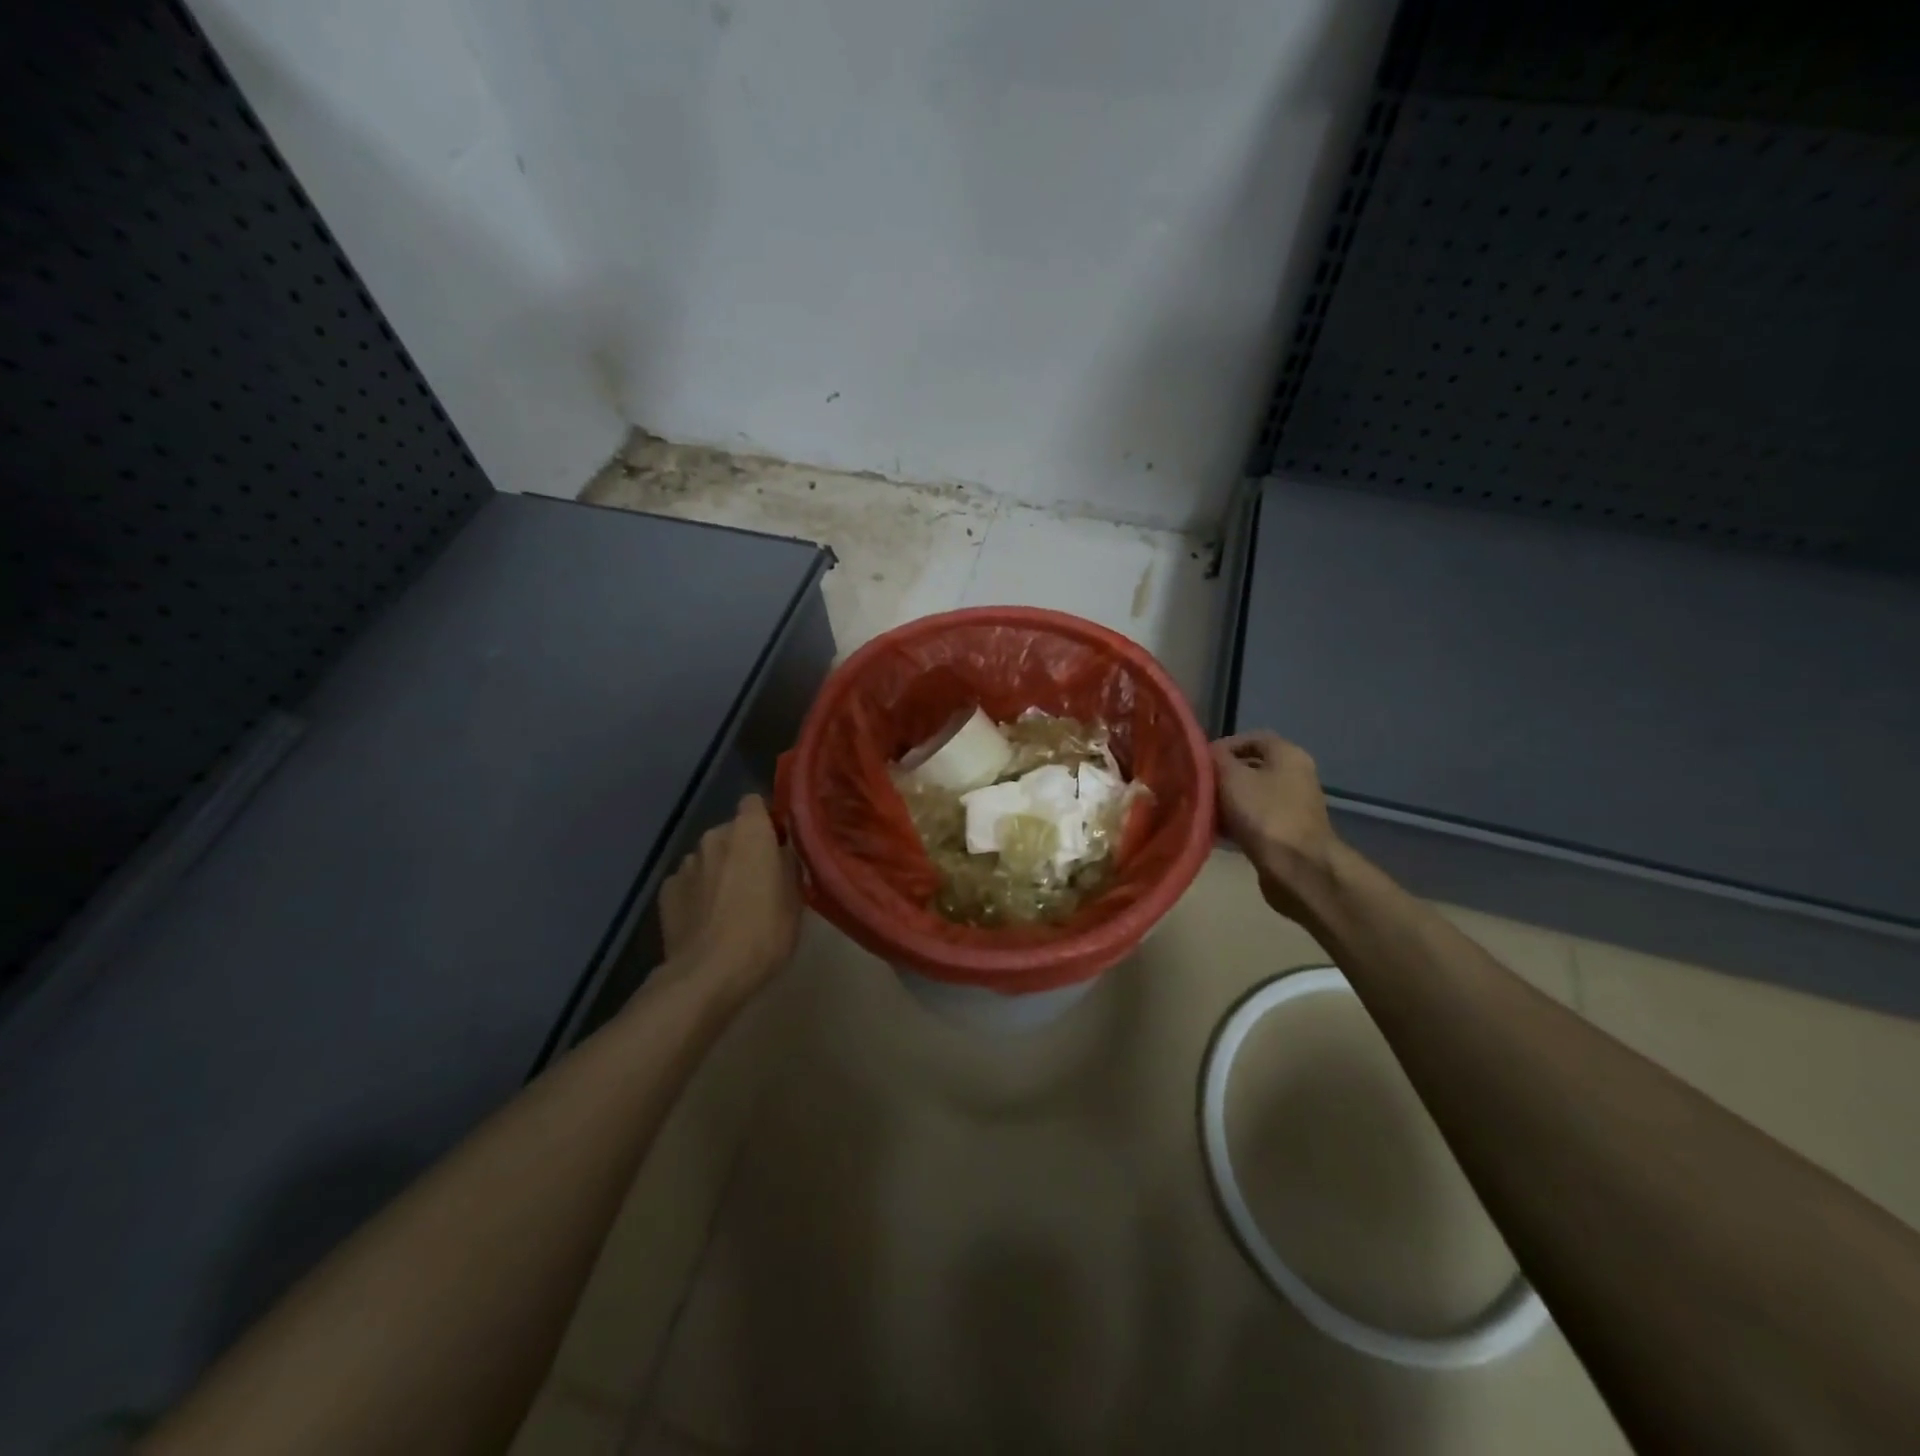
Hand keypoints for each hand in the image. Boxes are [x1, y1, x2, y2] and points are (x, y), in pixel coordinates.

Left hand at [657, 795, 801, 1005]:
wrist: (708, 975)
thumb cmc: (764, 932)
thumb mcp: (796, 899)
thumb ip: (789, 865)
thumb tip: (783, 852)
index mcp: (749, 832)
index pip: (755, 803)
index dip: (766, 821)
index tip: (778, 844)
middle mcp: (714, 837)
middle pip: (732, 832)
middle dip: (744, 850)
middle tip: (758, 881)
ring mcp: (685, 864)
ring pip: (709, 858)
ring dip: (719, 871)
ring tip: (729, 905)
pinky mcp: (665, 891)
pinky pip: (689, 882)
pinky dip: (697, 893)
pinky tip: (706, 920)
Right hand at [1211, 731, 1340, 919]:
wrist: (1297, 868)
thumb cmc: (1264, 813)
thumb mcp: (1231, 777)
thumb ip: (1214, 759)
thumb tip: (1204, 753)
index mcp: (1287, 754)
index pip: (1251, 738)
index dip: (1222, 746)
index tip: (1198, 762)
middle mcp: (1294, 775)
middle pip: (1249, 768)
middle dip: (1220, 776)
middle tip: (1195, 786)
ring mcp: (1292, 806)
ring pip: (1249, 795)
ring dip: (1224, 802)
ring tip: (1200, 810)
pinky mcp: (1285, 833)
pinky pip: (1254, 819)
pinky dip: (1234, 822)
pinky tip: (1214, 831)